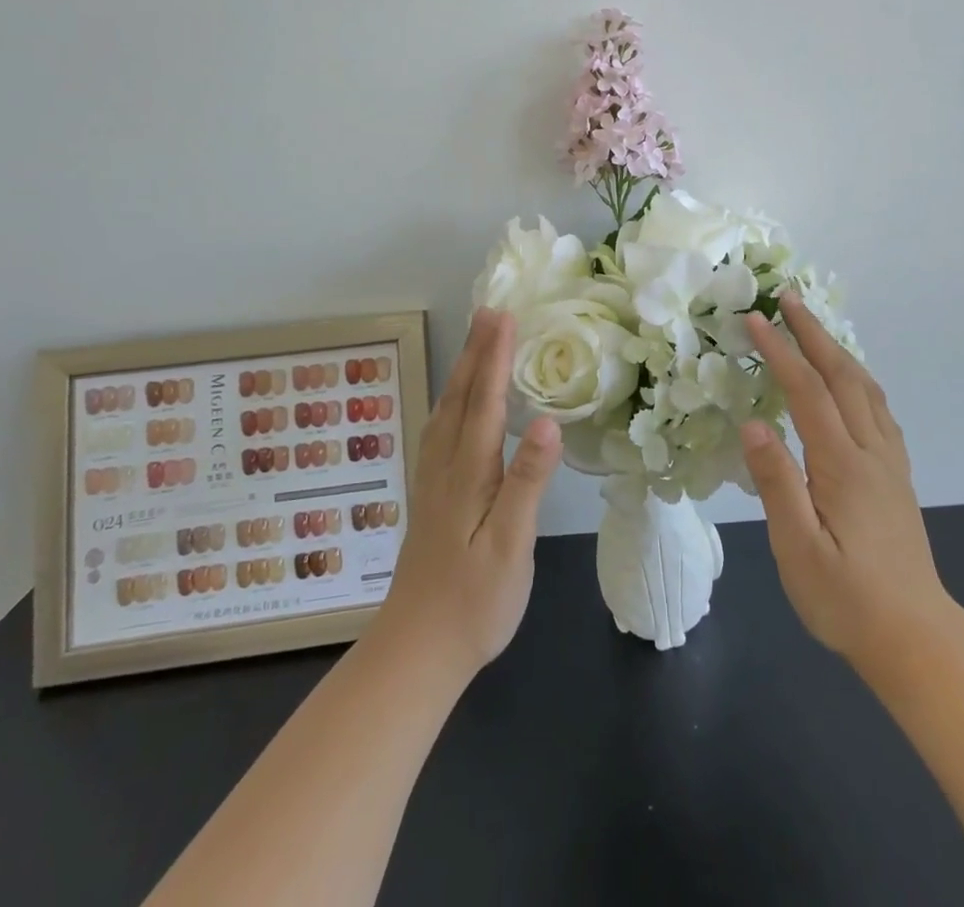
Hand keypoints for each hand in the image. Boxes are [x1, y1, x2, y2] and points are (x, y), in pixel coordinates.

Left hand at [376, 309, 561, 680]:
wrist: (416, 652)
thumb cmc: (474, 602)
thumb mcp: (511, 546)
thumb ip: (527, 482)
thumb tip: (548, 423)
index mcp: (469, 474)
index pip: (485, 403)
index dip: (496, 358)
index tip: (505, 316)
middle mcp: (446, 468)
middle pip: (461, 398)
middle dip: (477, 352)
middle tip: (489, 311)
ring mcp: (434, 483)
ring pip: (446, 412)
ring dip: (462, 372)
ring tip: (474, 342)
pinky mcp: (431, 499)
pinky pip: (439, 432)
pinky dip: (451, 402)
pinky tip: (453, 405)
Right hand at [741, 292, 948, 662]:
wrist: (916, 639)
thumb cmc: (847, 600)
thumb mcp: (798, 550)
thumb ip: (777, 483)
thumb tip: (754, 423)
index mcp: (842, 465)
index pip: (808, 392)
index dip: (781, 352)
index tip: (756, 319)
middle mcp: (870, 452)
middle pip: (842, 376)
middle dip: (813, 333)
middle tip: (788, 298)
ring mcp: (889, 463)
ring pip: (866, 389)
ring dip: (838, 350)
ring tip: (814, 326)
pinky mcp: (897, 477)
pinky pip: (879, 410)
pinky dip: (859, 379)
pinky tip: (851, 382)